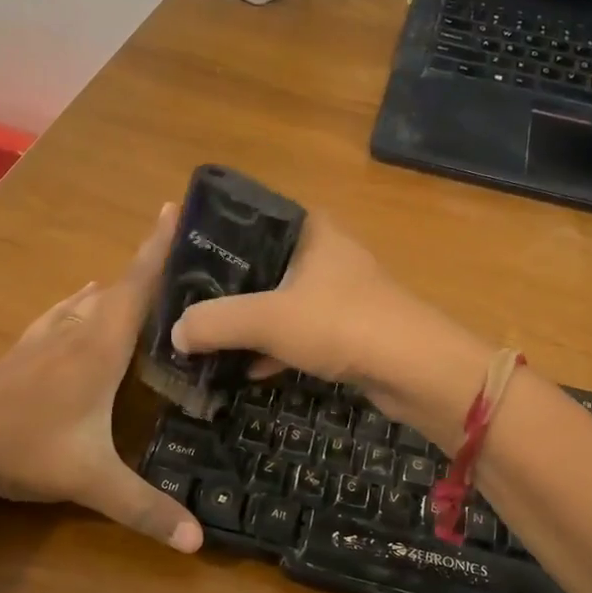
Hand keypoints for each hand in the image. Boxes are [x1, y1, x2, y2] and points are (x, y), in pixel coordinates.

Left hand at [0, 206, 202, 551]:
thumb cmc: (24, 450)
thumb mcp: (90, 481)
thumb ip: (144, 508)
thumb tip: (198, 542)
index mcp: (99, 348)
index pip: (138, 288)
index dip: (159, 249)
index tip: (176, 207)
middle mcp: (76, 331)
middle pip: (120, 286)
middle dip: (151, 262)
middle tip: (187, 249)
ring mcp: (46, 338)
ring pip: (92, 298)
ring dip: (121, 283)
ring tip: (149, 276)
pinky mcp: (26, 350)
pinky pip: (65, 312)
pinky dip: (84, 300)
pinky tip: (83, 296)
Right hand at [170, 213, 405, 385]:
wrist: (416, 369)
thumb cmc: (341, 323)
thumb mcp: (268, 319)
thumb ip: (215, 322)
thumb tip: (175, 332)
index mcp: (307, 230)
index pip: (247, 221)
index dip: (210, 240)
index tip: (176, 262)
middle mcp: (322, 253)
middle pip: (259, 266)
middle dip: (223, 291)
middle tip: (183, 308)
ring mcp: (337, 292)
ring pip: (278, 303)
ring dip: (246, 325)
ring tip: (204, 342)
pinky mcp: (346, 329)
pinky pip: (297, 333)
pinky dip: (272, 349)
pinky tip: (244, 371)